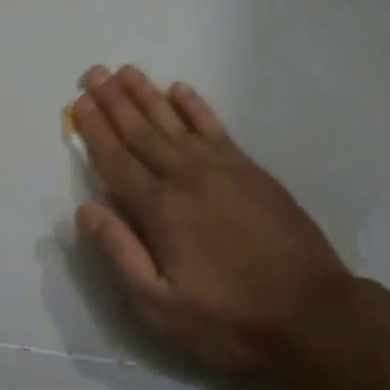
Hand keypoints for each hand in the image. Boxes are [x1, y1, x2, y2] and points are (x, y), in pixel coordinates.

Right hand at [71, 66, 353, 374]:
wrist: (311, 313)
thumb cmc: (228, 318)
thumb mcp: (160, 306)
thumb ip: (120, 253)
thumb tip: (85, 210)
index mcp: (161, 209)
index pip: (116, 160)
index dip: (94, 130)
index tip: (78, 102)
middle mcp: (187, 176)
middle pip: (141, 131)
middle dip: (114, 101)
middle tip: (93, 73)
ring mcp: (223, 168)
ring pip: (175, 121)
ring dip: (148, 94)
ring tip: (126, 71)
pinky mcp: (251, 170)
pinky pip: (215, 127)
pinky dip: (195, 107)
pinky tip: (180, 90)